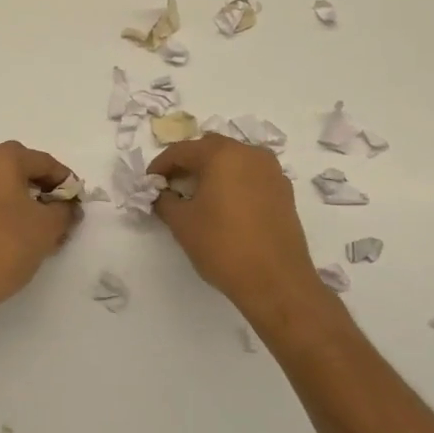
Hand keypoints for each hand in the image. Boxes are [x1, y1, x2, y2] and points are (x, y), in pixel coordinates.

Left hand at [0, 142, 80, 315]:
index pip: (44, 162)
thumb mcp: (48, 226)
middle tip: (63, 215)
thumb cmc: (8, 244)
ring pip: (5, 184)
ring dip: (27, 201)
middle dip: (46, 191)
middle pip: (23, 169)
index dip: (66, 182)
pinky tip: (22, 231)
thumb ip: (66, 209)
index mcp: (1, 157)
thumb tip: (69, 206)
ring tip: (46, 228)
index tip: (79, 204)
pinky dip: (8, 208)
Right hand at [149, 135, 321, 319]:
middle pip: (210, 149)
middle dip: (188, 164)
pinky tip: (224, 207)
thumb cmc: (223, 246)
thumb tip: (162, 194)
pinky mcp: (284, 192)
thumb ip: (165, 201)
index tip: (148, 183)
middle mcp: (250, 153)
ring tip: (197, 196)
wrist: (277, 283)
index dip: (160, 166)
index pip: (182, 151)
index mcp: (222, 154)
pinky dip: (233, 183)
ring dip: (212, 172)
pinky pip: (251, 177)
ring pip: (233, 161)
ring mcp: (272, 172)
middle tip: (171, 187)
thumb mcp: (182, 223)